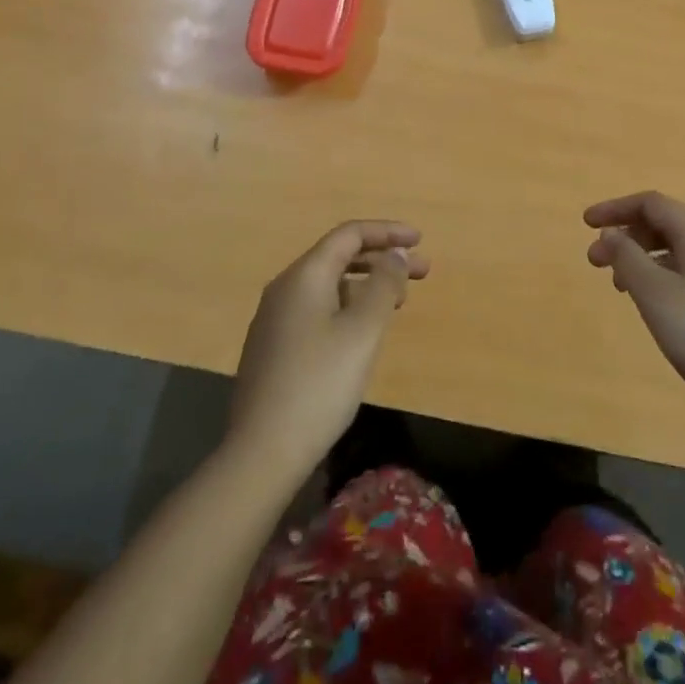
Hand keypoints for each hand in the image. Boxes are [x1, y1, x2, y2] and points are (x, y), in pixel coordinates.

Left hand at [229, 220, 427, 478]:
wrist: (262, 451)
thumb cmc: (320, 383)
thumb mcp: (363, 331)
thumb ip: (384, 285)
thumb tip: (395, 254)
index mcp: (304, 275)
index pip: (349, 234)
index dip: (387, 232)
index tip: (420, 240)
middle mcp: (285, 288)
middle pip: (339, 257)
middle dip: (382, 259)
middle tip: (422, 273)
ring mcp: (275, 319)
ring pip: (329, 285)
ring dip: (366, 285)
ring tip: (398, 302)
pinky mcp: (274, 347)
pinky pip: (318, 309)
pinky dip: (348, 306)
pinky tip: (363, 331)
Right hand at [584, 192, 684, 422]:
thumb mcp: (654, 293)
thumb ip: (627, 257)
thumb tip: (611, 233)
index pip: (652, 203)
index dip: (615, 208)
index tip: (586, 224)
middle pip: (665, 223)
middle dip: (626, 236)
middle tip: (595, 262)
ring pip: (678, 250)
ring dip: (642, 258)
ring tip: (620, 287)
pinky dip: (663, 276)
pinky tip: (655, 305)